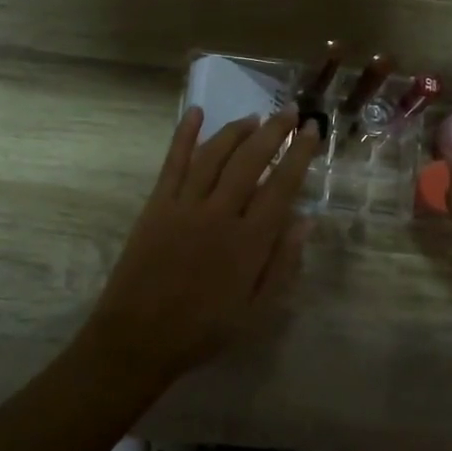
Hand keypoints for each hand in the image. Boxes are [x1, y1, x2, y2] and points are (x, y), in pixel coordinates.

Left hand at [81, 107, 319, 386]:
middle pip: (250, 160)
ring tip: (255, 117)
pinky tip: (195, 113)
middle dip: (274, 131)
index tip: (313, 131)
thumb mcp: (257, 312)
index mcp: (249, 241)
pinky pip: (173, 162)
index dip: (300, 154)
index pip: (282, 185)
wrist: (138, 338)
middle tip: (290, 111)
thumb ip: (283, 265)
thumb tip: (305, 220)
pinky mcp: (156, 205)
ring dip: (236, 130)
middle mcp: (219, 213)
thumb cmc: (204, 330)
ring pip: (214, 154)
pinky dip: (184, 135)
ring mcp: (184, 205)